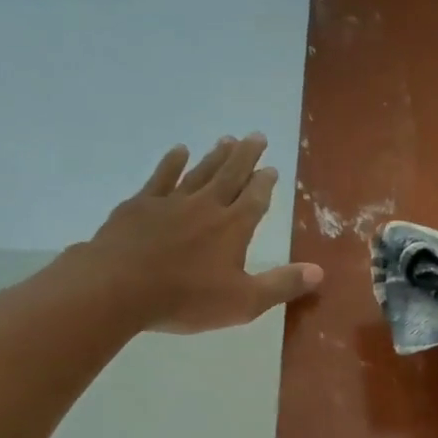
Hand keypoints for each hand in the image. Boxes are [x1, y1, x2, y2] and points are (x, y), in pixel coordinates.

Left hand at [84, 136, 322, 333]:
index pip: (255, 199)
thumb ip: (282, 285)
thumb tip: (320, 271)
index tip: (272, 168)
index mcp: (233, 228)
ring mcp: (171, 202)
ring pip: (200, 171)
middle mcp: (206, 206)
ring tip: (227, 138)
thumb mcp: (243, 302)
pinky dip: (172, 163)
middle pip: (231, 175)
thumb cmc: (186, 298)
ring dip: (216, 155)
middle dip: (246, 156)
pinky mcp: (140, 205)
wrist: (118, 287)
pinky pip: (161, 177)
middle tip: (257, 136)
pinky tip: (180, 151)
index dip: (265, 183)